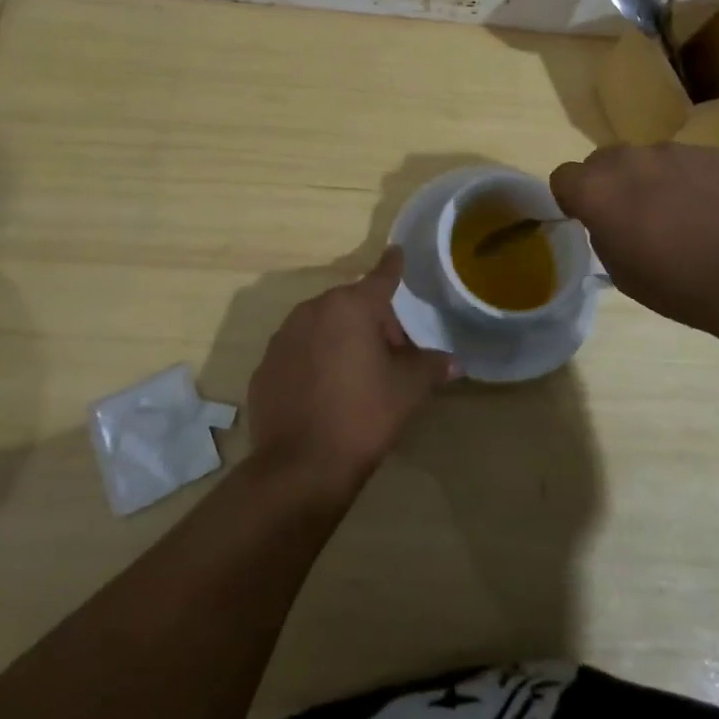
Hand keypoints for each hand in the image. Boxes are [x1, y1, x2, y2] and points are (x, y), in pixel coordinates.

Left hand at [246, 247, 454, 493]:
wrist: (299, 468)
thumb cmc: (363, 416)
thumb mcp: (408, 390)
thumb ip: (430, 367)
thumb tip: (453, 362)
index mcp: (350, 306)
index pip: (380, 278)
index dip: (393, 266)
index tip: (396, 251)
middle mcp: (313, 311)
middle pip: (351, 306)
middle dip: (372, 322)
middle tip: (391, 355)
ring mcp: (283, 338)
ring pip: (322, 326)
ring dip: (341, 339)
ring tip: (357, 375)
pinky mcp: (264, 367)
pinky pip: (298, 353)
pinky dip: (314, 361)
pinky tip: (324, 393)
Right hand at [550, 144, 718, 334]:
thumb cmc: (678, 284)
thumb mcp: (622, 273)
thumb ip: (605, 235)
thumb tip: (612, 221)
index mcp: (596, 190)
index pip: (563, 176)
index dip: (572, 197)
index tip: (588, 217)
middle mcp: (628, 159)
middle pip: (604, 161)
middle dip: (612, 183)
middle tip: (635, 216)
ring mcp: (673, 150)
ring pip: (649, 160)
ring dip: (653, 180)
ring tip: (683, 215)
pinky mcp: (711, 152)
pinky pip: (688, 162)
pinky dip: (691, 180)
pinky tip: (713, 210)